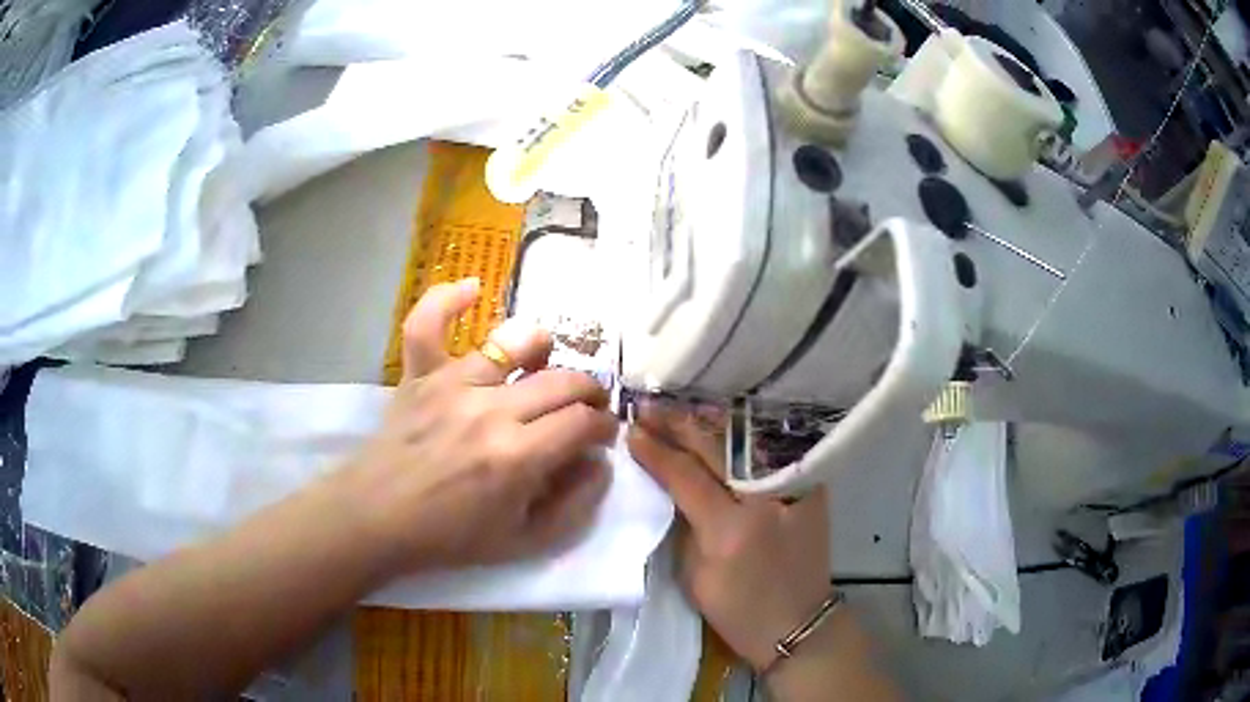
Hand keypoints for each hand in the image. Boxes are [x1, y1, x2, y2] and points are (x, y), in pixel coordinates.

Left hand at [339, 279, 617, 575]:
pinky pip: (428, 324)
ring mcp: (451, 384)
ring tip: (545, 362)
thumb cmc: (450, 536)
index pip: (583, 423)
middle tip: (587, 407)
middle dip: (589, 392)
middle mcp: (490, 410)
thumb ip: (574, 507)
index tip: (602, 435)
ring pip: (513, 343)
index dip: (604, 427)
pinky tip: (471, 288)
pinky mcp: (420, 375)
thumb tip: (601, 464)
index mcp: (518, 457)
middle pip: (562, 380)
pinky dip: (447, 300)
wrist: (378, 519)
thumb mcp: (524, 542)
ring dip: (543, 348)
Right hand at [627, 407, 830, 670]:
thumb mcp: (694, 576)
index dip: (656, 451)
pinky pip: (771, 450)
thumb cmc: (738, 610)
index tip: (631, 431)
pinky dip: (743, 435)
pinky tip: (721, 423)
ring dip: (708, 422)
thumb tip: (669, 485)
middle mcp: (764, 499)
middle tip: (648, 408)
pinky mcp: (810, 488)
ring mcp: (793, 489)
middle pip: (716, 448)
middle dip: (677, 424)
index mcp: (730, 528)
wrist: (798, 623)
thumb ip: (684, 525)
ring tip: (678, 407)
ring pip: (745, 441)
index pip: (686, 475)